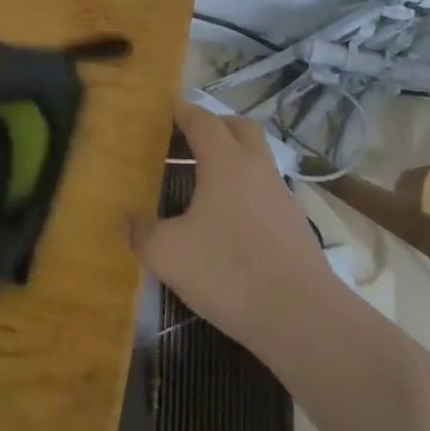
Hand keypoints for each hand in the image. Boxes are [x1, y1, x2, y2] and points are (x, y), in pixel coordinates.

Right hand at [126, 101, 328, 353]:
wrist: (303, 319)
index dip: (180, 111)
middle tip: (183, 142)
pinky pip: (264, 189)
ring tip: (200, 183)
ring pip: (255, 158)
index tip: (160, 113)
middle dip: (212, 126)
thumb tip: (126, 219)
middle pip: (237, 127)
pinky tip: (225, 220)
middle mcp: (256, 167)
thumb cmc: (229, 272)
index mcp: (225, 161)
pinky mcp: (294, 223)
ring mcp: (281, 194)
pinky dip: (244, 190)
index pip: (201, 119)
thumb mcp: (168, 254)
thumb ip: (141, 232)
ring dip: (230, 158)